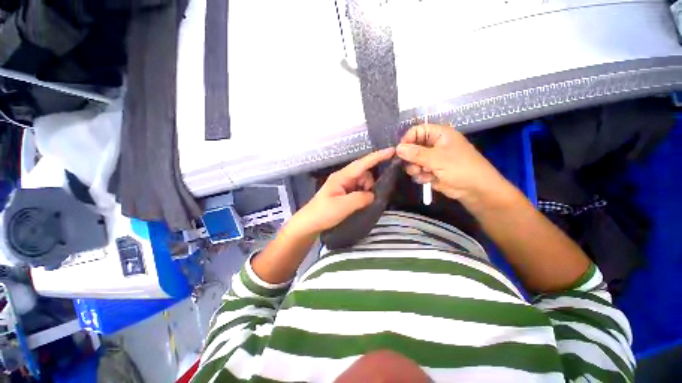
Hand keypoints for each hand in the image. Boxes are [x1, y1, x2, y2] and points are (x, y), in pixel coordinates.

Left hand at [292, 148, 395, 235]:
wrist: (309, 224)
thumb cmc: (323, 213)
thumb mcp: (343, 206)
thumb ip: (361, 198)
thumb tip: (372, 195)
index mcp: (341, 176)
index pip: (362, 164)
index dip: (377, 157)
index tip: (392, 151)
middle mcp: (344, 178)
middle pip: (364, 174)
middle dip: (370, 184)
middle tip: (367, 199)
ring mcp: (344, 186)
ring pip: (363, 183)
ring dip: (366, 192)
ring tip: (360, 204)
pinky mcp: (344, 193)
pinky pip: (359, 190)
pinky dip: (363, 196)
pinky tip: (360, 205)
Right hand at [396, 124, 506, 204]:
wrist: (475, 190)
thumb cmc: (460, 168)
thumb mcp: (437, 159)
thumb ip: (415, 153)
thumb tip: (397, 148)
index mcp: (439, 134)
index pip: (416, 131)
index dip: (407, 140)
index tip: (400, 152)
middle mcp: (434, 145)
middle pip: (412, 147)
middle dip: (411, 159)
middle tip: (415, 166)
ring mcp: (432, 159)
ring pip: (413, 161)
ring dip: (415, 169)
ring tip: (424, 174)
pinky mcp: (430, 171)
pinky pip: (417, 171)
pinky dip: (421, 176)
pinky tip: (429, 180)